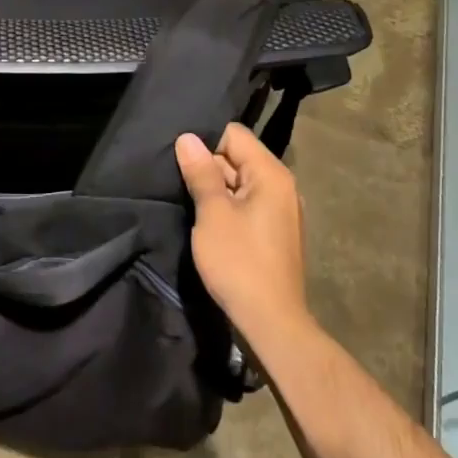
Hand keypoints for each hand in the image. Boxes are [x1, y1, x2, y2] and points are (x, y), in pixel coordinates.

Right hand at [175, 123, 307, 341]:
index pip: (234, 135)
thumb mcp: (213, 214)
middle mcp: (282, 186)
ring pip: (240, 183)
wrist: (271, 322)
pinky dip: (227, 207)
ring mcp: (281, 211)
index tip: (180, 159)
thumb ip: (201, 172)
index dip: (205, 142)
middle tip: (176, 179)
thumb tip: (187, 138)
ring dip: (215, 189)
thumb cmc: (239, 262)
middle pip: (238, 157)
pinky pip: (247, 205)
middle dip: (208, 166)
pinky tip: (206, 222)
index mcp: (271, 174)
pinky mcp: (274, 233)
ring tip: (186, 198)